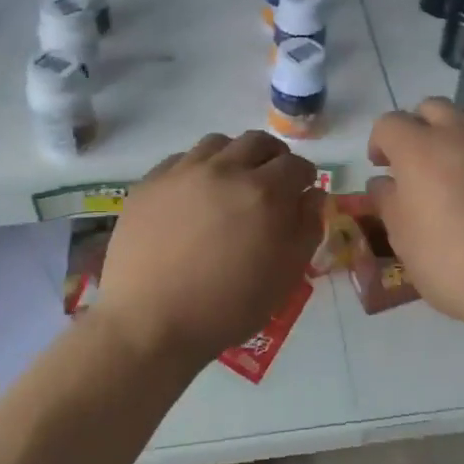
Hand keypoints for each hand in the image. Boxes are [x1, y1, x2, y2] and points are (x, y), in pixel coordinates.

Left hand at [93, 130, 324, 367]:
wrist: (150, 322)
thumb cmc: (228, 306)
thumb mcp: (285, 276)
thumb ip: (307, 229)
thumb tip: (313, 195)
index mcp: (264, 193)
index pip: (296, 164)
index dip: (304, 177)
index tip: (301, 193)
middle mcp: (225, 170)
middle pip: (258, 142)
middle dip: (273, 157)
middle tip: (271, 182)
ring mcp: (183, 172)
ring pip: (218, 143)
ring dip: (234, 157)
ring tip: (231, 184)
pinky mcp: (150, 182)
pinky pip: (181, 159)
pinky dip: (197, 168)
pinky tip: (194, 195)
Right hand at [367, 100, 463, 341]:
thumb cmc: (456, 266)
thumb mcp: (404, 242)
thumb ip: (388, 202)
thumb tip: (385, 182)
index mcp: (419, 150)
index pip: (388, 124)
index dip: (380, 143)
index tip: (383, 167)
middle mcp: (461, 132)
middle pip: (431, 109)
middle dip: (419, 129)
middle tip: (420, 164)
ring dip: (459, 134)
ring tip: (463, 168)